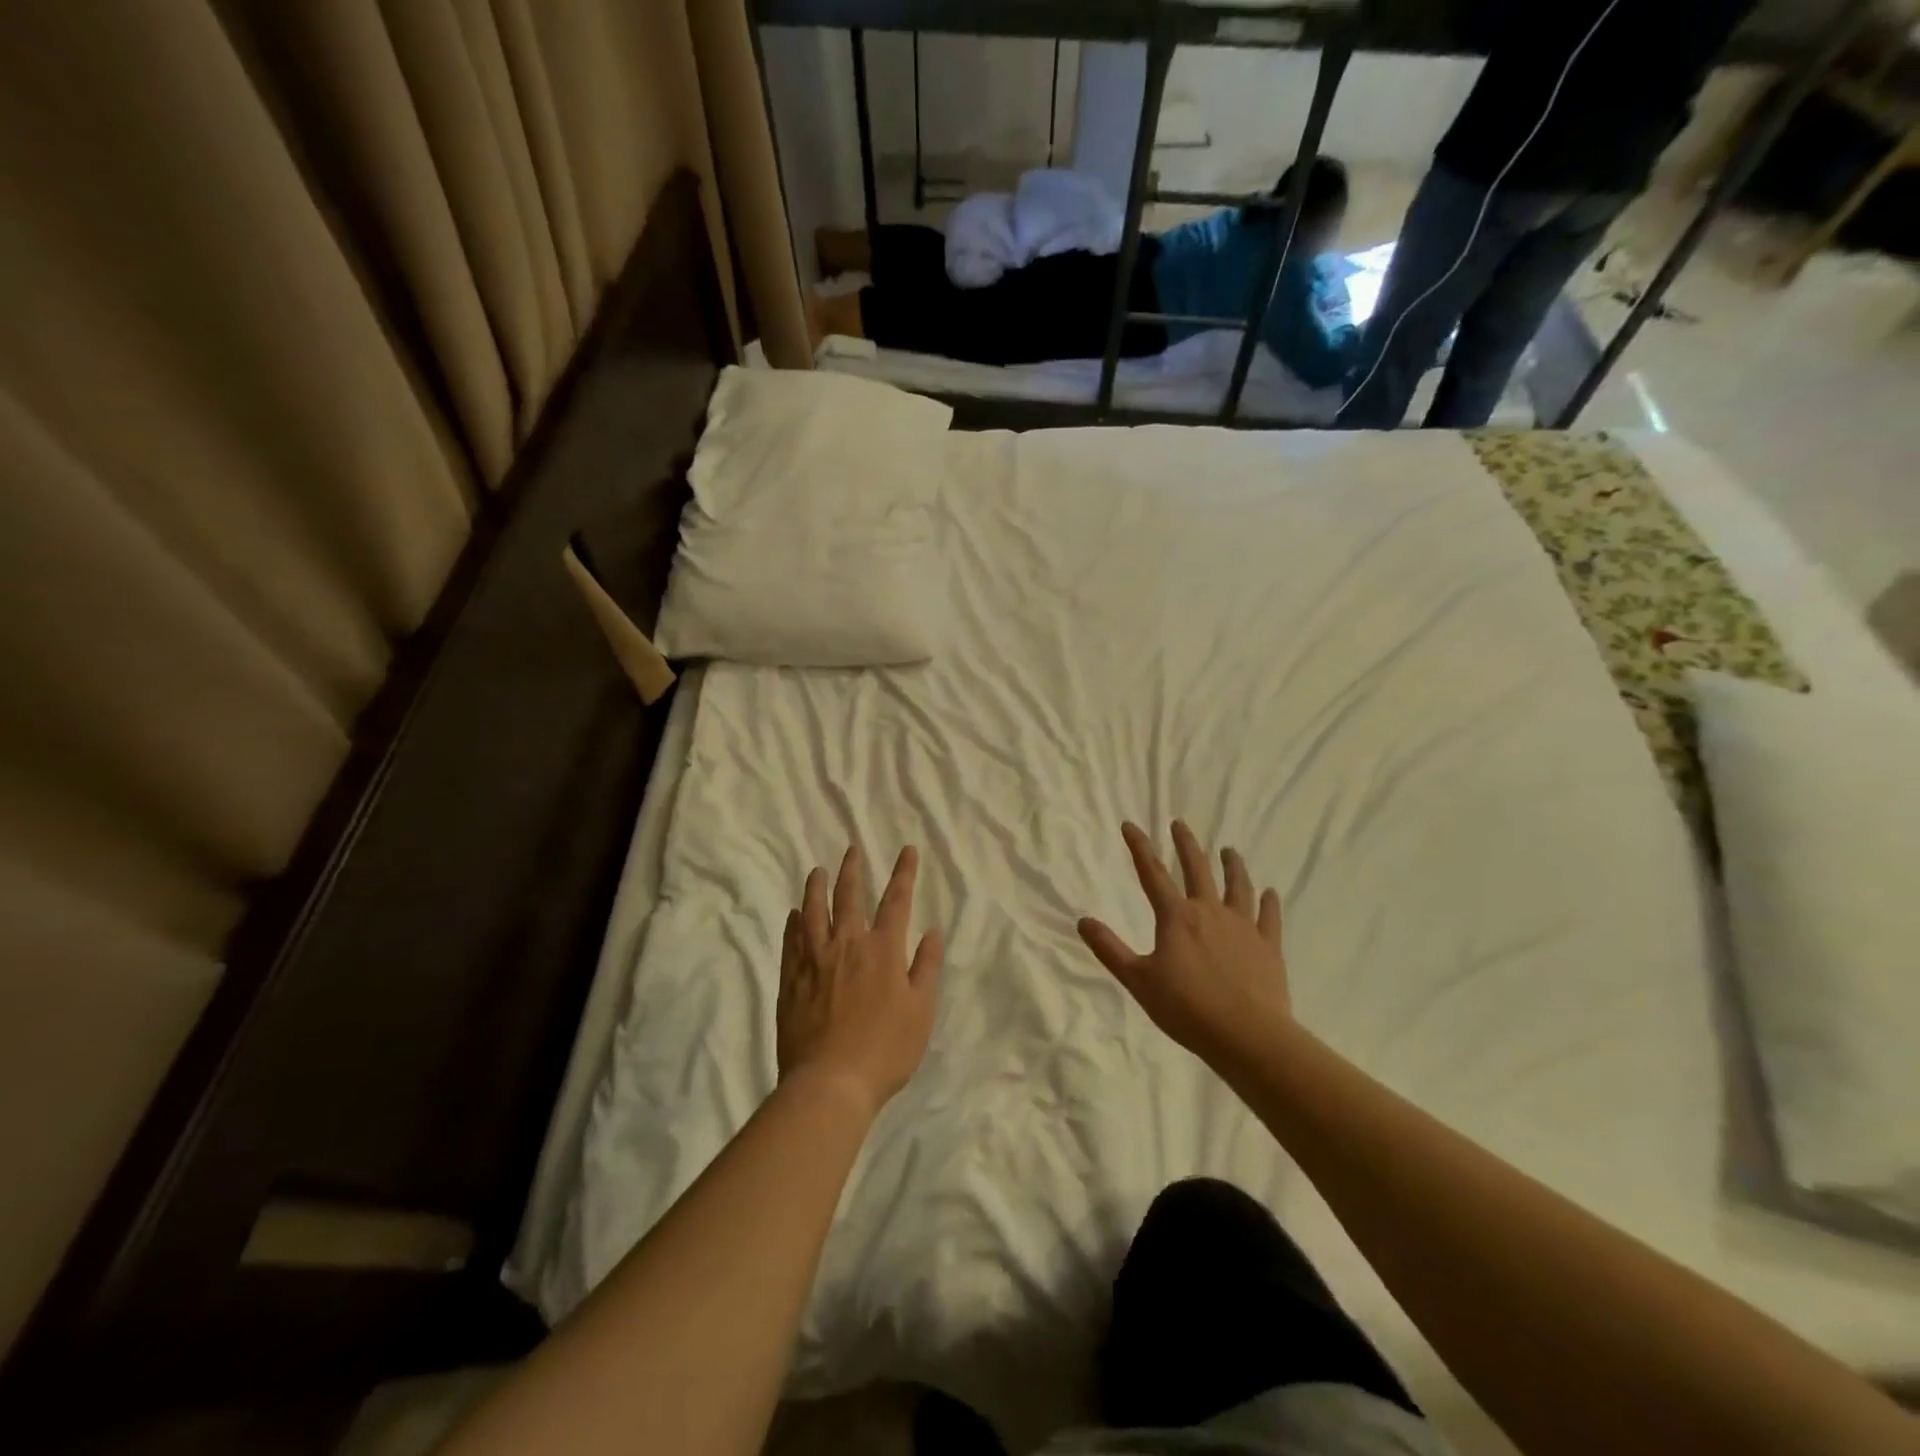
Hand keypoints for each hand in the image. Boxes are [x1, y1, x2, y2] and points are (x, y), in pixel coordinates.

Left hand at [778, 845, 943, 1115]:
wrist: (830, 1083)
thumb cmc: (886, 1050)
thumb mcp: (921, 1011)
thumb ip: (926, 967)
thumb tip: (931, 931)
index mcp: (883, 950)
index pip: (896, 901)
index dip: (903, 873)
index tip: (906, 850)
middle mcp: (848, 944)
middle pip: (849, 896)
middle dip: (853, 869)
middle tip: (852, 849)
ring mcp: (815, 960)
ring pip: (814, 911)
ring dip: (817, 887)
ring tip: (817, 870)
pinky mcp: (792, 979)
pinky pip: (792, 940)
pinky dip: (795, 922)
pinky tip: (794, 913)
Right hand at [1078, 820, 1289, 1065]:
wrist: (1247, 1035)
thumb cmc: (1186, 1008)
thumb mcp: (1138, 980)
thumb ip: (1110, 949)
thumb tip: (1083, 921)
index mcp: (1176, 917)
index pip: (1152, 873)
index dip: (1139, 846)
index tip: (1130, 825)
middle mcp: (1209, 911)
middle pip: (1197, 869)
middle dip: (1186, 844)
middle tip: (1179, 824)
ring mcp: (1243, 926)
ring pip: (1237, 886)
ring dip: (1232, 865)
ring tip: (1229, 850)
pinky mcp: (1268, 946)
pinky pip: (1269, 917)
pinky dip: (1269, 903)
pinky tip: (1270, 893)